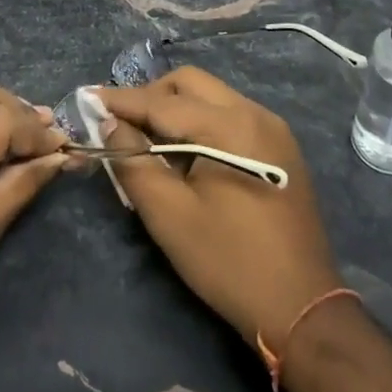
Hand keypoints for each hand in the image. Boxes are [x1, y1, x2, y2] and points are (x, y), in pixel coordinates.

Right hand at [98, 68, 344, 347]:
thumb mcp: (170, 216)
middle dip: (151, 96)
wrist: (303, 309)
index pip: (162, 101)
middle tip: (122, 123)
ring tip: (149, 140)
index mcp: (228, 126)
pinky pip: (231, 115)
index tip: (88, 97)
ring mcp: (272, 128)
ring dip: (176, 108)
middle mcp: (254, 113)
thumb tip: (110, 123)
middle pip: (190, 83)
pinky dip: (201, 122)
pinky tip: (187, 154)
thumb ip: (134, 162)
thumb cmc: (229, 262)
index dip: (122, 100)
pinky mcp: (281, 148)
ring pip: (212, 96)